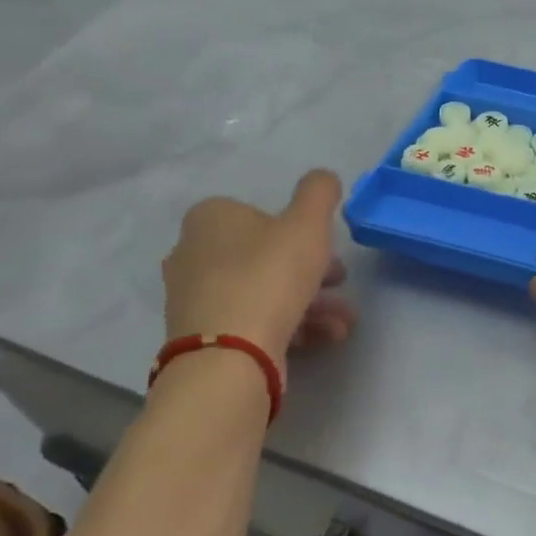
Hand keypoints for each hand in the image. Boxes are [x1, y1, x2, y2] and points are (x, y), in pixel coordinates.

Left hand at [162, 171, 355, 366]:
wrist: (230, 357)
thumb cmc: (269, 276)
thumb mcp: (308, 222)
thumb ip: (319, 192)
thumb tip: (323, 179)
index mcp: (210, 218)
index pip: (261, 214)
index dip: (301, 231)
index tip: (329, 250)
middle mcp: (192, 253)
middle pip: (266, 256)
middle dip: (312, 272)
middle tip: (340, 284)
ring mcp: (194, 299)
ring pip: (264, 292)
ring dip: (311, 304)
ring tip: (343, 323)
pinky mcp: (203, 337)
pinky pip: (253, 322)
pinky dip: (290, 326)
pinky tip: (324, 338)